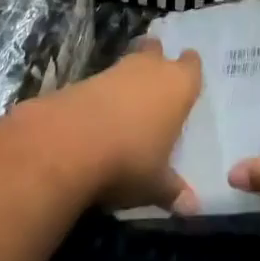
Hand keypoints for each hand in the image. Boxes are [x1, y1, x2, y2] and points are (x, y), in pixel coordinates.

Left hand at [36, 40, 202, 213]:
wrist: (67, 144)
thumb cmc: (129, 159)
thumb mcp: (155, 184)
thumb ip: (173, 191)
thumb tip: (192, 209)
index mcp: (177, 86)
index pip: (191, 66)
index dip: (190, 69)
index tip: (188, 76)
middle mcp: (149, 70)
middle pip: (156, 52)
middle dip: (156, 60)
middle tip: (156, 77)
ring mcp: (113, 72)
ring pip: (127, 64)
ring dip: (127, 78)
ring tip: (127, 100)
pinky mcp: (81, 81)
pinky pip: (100, 82)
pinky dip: (101, 95)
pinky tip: (98, 115)